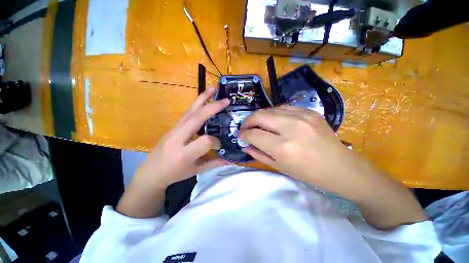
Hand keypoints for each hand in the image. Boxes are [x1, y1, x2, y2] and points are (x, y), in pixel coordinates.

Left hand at [135, 88, 230, 188]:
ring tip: (213, 89)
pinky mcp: (172, 126)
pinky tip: (203, 99)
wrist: (151, 172)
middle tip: (225, 100)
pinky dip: (196, 104)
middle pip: (196, 118)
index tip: (220, 145)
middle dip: (212, 107)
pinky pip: (186, 113)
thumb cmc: (174, 174)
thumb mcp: (196, 171)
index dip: (216, 142)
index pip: (205, 141)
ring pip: (189, 111)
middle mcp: (177, 139)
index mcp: (184, 154)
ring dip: (202, 99)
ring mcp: (173, 130)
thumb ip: (213, 163)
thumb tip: (230, 159)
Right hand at [239, 106, 372, 190]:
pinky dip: (274, 114)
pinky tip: (274, 121)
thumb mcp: (279, 167)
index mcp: (283, 148)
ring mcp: (302, 116)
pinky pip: (283, 107)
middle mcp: (291, 128)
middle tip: (246, 127)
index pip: (254, 134)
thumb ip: (258, 154)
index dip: (243, 134)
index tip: (241, 135)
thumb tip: (244, 144)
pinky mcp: (309, 111)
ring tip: (259, 125)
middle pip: (259, 116)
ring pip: (270, 109)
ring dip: (260, 117)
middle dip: (248, 121)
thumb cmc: (308, 173)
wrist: (340, 167)